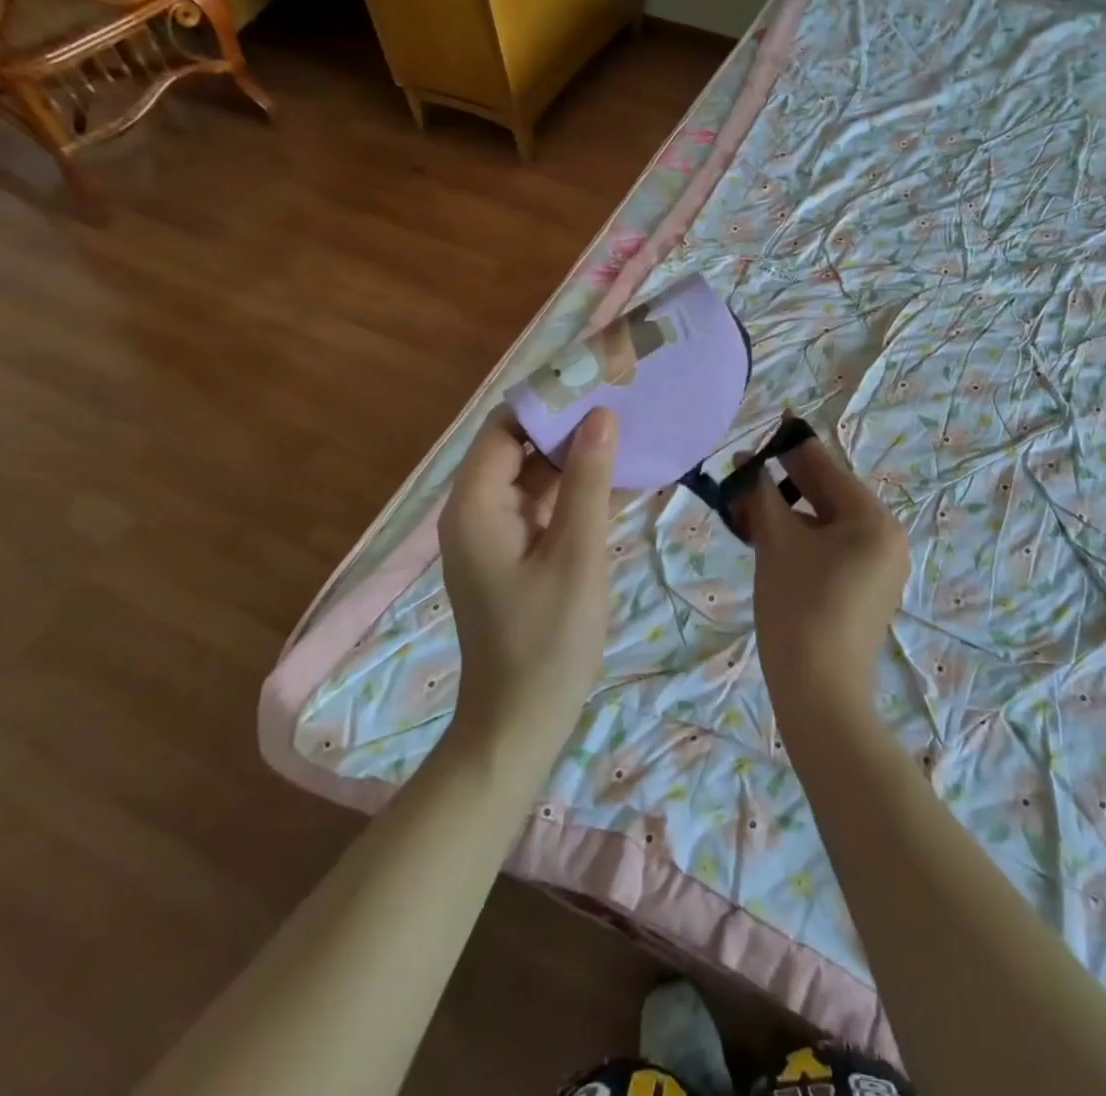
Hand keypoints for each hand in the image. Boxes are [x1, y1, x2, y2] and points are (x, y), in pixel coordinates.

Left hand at [438, 406, 618, 761]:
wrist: (520, 723)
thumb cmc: (548, 640)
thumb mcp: (576, 554)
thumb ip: (588, 482)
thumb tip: (601, 416)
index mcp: (476, 505)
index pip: (506, 427)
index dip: (548, 400)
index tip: (598, 382)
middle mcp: (475, 511)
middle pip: (518, 448)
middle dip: (568, 426)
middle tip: (623, 404)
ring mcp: (493, 534)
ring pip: (533, 477)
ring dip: (576, 459)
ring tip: (629, 433)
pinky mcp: (512, 554)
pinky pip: (542, 507)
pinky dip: (575, 493)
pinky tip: (620, 482)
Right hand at [735, 427, 910, 723]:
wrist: (819, 695)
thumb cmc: (799, 608)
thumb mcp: (777, 543)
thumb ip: (762, 495)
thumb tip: (748, 462)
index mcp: (873, 520)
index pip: (826, 469)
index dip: (792, 446)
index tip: (772, 421)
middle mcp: (885, 537)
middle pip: (828, 495)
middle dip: (785, 481)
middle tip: (747, 467)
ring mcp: (877, 566)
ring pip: (825, 523)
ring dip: (787, 511)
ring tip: (748, 505)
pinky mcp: (863, 590)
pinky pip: (829, 548)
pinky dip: (799, 538)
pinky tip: (767, 535)